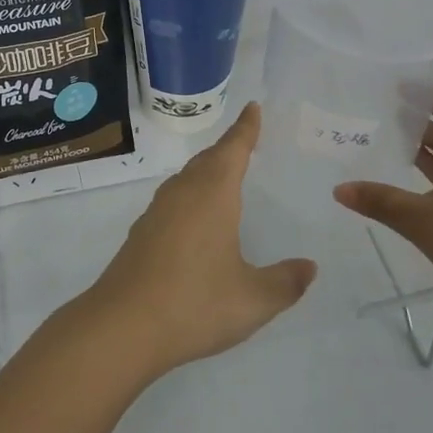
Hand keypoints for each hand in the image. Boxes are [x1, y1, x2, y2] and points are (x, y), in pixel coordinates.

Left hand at [82, 102, 317, 377]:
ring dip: (207, 170)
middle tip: (245, 141)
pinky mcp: (142, 232)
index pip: (234, 149)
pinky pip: (174, 198)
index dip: (246, 129)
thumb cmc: (195, 303)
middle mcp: (183, 193)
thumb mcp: (253, 299)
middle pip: (208, 159)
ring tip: (223, 175)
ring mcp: (158, 211)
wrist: (123, 325)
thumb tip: (309, 267)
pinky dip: (191, 194)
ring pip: (187, 178)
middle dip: (228, 148)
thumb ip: (285, 282)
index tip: (253, 108)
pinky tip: (195, 217)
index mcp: (213, 194)